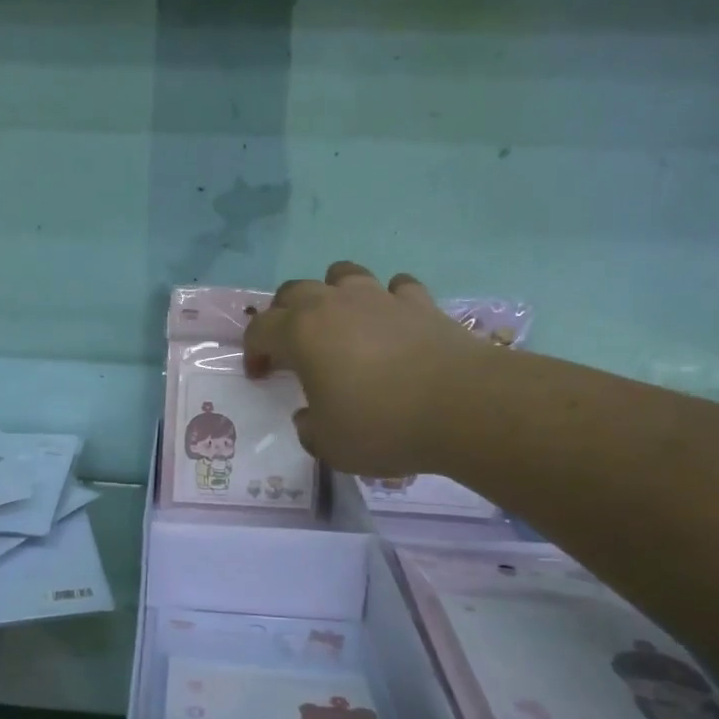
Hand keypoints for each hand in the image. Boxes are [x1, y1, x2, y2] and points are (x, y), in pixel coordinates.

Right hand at [245, 261, 494, 476]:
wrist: (465, 407)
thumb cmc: (383, 425)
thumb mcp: (329, 444)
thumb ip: (309, 428)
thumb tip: (310, 416)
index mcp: (302, 333)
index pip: (260, 329)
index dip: (253, 352)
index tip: (260, 375)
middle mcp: (334, 304)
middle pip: (294, 291)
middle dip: (283, 314)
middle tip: (290, 345)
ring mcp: (380, 297)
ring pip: (343, 274)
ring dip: (332, 293)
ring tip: (339, 321)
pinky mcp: (421, 302)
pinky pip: (395, 287)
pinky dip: (387, 300)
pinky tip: (392, 321)